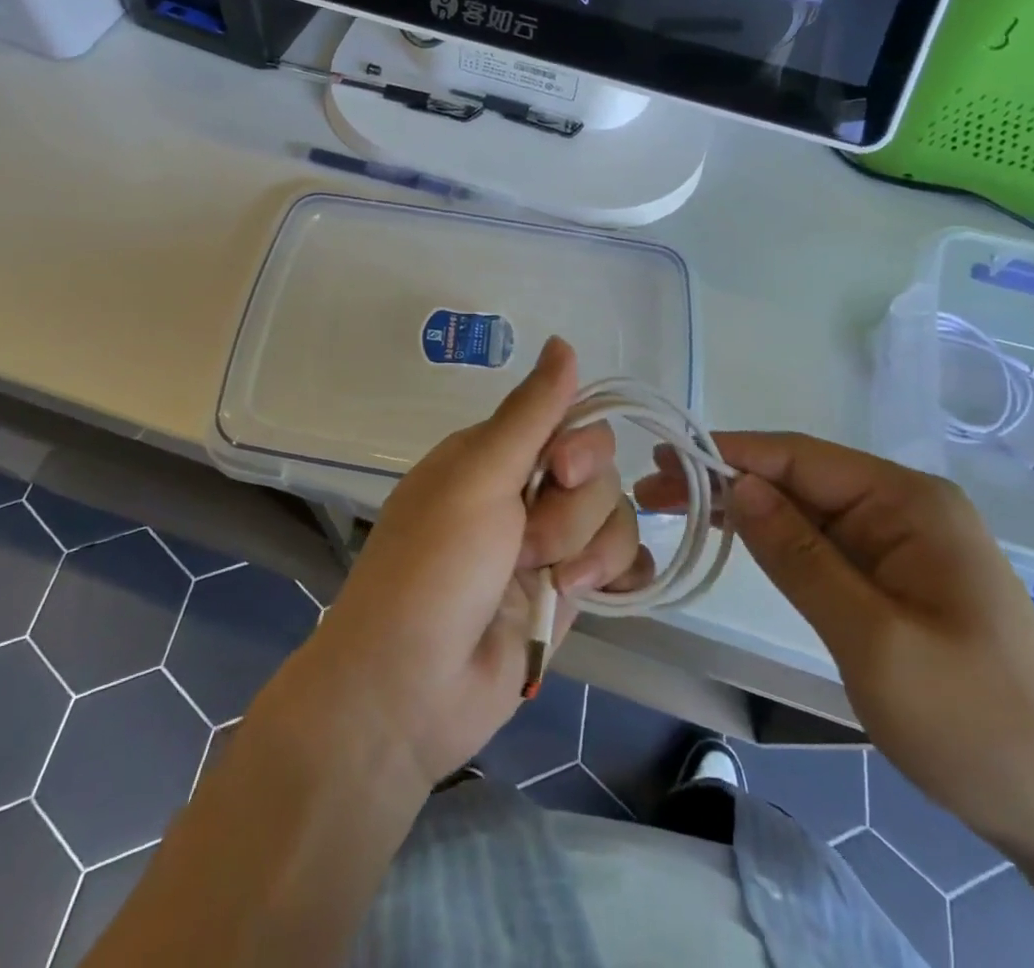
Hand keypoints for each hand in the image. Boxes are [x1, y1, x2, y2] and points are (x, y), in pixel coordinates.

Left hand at [292, 338, 650, 788]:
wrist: (410, 690)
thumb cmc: (433, 568)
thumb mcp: (477, 477)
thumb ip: (531, 413)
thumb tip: (563, 342)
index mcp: (493, 455)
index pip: (569, 420)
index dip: (581, 445)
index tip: (562, 471)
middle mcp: (523, 492)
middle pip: (598, 471)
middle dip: (573, 510)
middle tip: (528, 545)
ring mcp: (547, 545)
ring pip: (614, 516)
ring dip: (588, 551)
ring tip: (549, 584)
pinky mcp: (569, 593)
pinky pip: (623, 563)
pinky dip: (620, 573)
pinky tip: (604, 591)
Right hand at [638, 433, 1033, 863]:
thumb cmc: (974, 723)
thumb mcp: (873, 639)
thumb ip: (800, 556)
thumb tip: (739, 484)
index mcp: (909, 503)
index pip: (801, 457)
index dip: (729, 453)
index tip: (664, 458)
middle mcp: (905, 508)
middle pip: (799, 478)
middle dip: (727, 480)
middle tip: (653, 491)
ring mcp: (902, 543)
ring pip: (806, 510)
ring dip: (744, 509)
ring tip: (675, 510)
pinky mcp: (896, 578)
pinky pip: (823, 544)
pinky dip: (774, 541)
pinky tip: (733, 539)